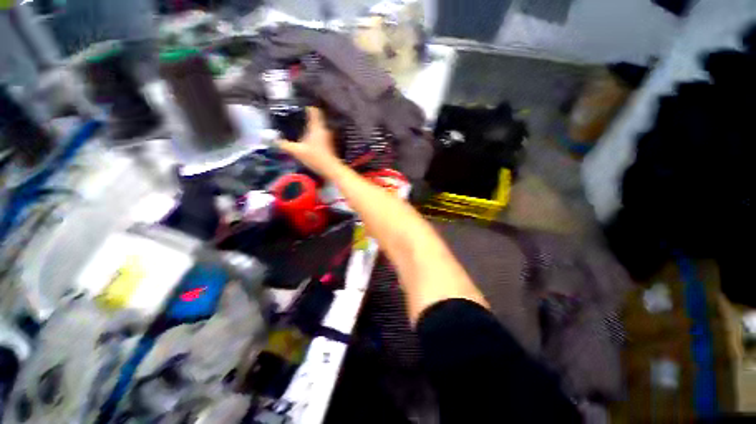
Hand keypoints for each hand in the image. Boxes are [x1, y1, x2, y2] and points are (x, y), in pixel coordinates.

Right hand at [277, 107, 338, 175]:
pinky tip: (305, 137)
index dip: (306, 106)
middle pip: (315, 118)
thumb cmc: (315, 158)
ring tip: (298, 125)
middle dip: (305, 116)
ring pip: (317, 126)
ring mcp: (327, 136)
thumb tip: (273, 140)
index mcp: (316, 127)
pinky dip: (312, 133)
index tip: (297, 104)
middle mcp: (323, 129)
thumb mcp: (297, 151)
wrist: (331, 169)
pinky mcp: (328, 144)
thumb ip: (284, 145)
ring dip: (309, 125)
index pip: (313, 110)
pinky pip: (319, 134)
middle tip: (294, 115)